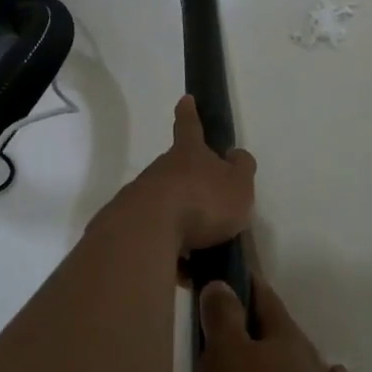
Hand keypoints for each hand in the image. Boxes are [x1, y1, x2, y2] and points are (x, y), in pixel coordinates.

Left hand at [128, 96, 256, 253]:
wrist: (148, 231)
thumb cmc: (202, 202)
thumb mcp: (238, 185)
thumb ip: (241, 170)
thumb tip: (235, 156)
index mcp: (189, 154)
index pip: (190, 126)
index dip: (190, 113)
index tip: (185, 99)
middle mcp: (162, 169)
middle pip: (177, 170)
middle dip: (191, 183)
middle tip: (210, 205)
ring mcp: (142, 196)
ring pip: (166, 205)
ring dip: (182, 222)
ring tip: (201, 250)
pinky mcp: (130, 225)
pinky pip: (158, 236)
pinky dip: (171, 250)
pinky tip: (183, 272)